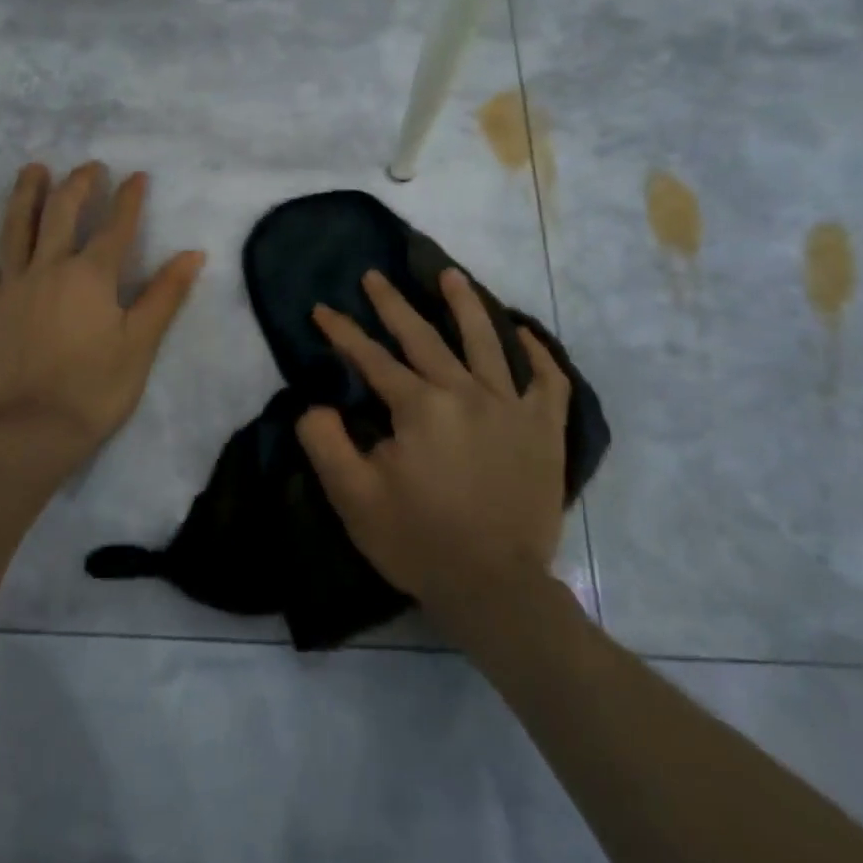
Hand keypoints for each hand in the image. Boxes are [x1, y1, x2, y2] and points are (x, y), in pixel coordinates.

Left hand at [0, 161, 203, 471]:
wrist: (34, 430)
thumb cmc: (96, 389)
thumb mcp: (141, 343)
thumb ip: (165, 294)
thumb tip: (193, 253)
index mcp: (92, 276)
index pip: (116, 227)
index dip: (129, 199)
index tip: (136, 176)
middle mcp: (50, 268)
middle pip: (63, 214)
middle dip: (78, 185)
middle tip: (88, 167)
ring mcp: (11, 285)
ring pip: (17, 227)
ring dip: (26, 194)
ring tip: (33, 169)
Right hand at [295, 268, 570, 639]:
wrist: (493, 587)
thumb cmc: (418, 542)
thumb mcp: (353, 498)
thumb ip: (325, 443)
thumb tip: (314, 403)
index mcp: (420, 407)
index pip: (372, 359)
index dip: (342, 333)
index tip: (322, 309)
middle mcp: (466, 393)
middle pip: (424, 337)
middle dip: (393, 304)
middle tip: (374, 276)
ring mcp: (511, 407)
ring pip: (487, 341)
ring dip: (465, 304)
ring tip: (450, 275)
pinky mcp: (544, 430)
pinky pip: (548, 380)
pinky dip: (538, 353)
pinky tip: (524, 334)